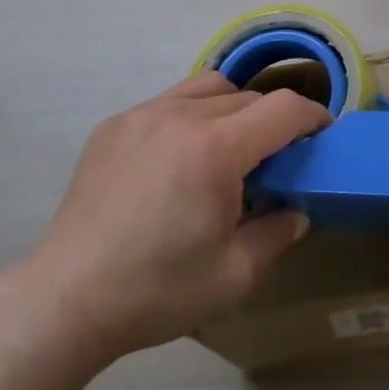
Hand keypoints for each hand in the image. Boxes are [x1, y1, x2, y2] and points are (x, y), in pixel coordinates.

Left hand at [8, 73, 328, 362]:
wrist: (66, 301)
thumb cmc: (157, 291)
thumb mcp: (234, 274)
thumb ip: (278, 233)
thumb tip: (296, 210)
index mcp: (217, 149)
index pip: (284, 108)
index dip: (313, 117)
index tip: (322, 135)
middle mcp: (181, 115)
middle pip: (248, 97)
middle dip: (272, 121)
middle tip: (274, 160)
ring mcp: (143, 115)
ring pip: (208, 88)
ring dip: (232, 108)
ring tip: (227, 148)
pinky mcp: (114, 125)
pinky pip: (168, 102)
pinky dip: (190, 116)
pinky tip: (178, 159)